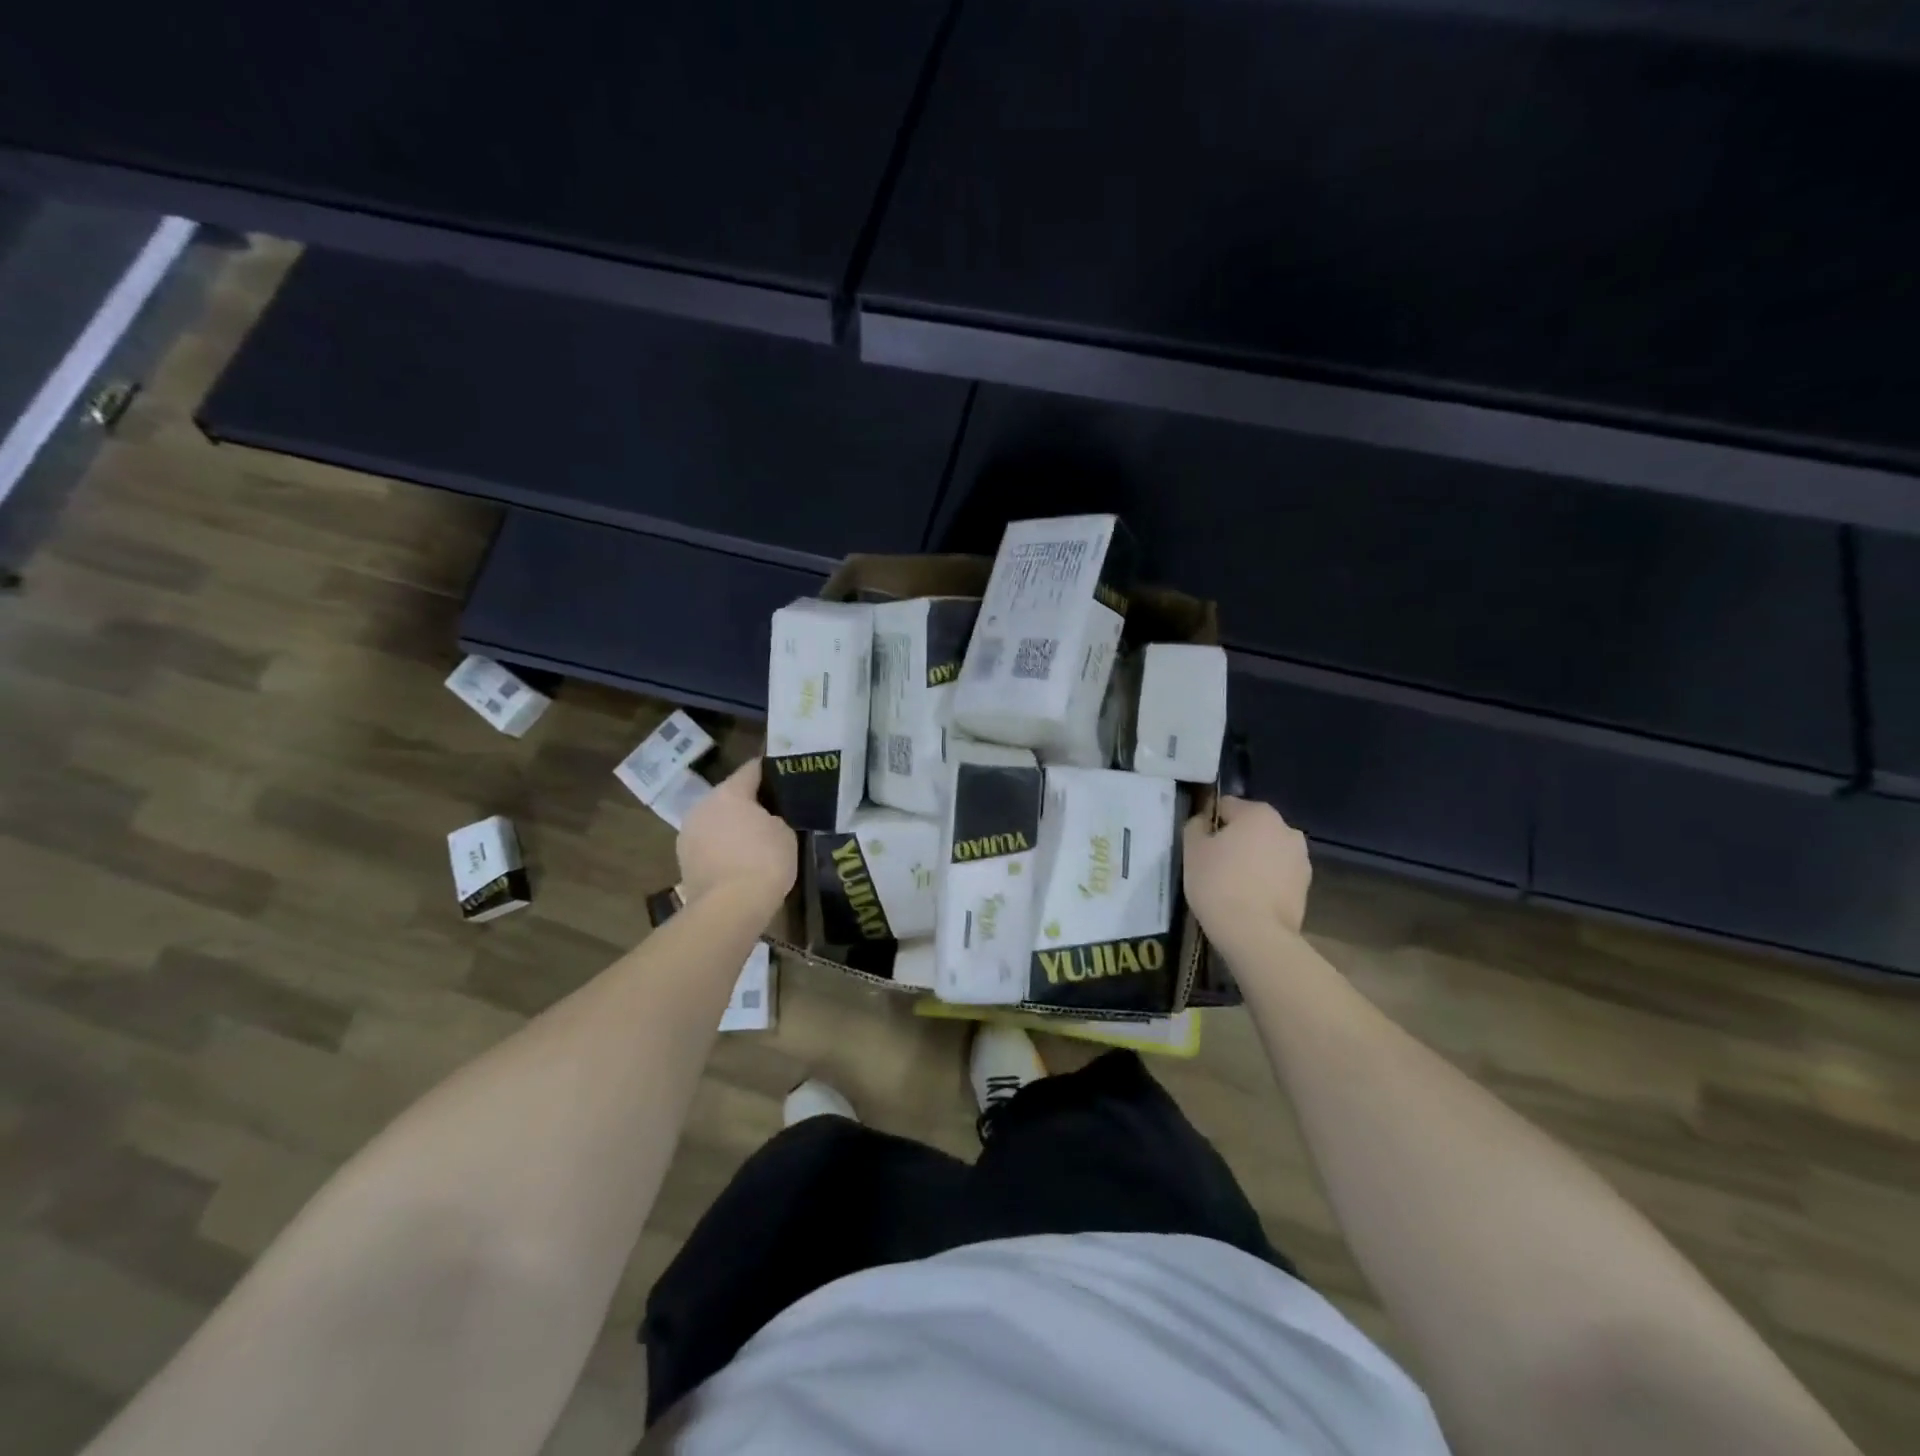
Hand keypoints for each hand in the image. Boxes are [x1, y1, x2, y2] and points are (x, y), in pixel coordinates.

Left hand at [678, 759, 796, 911]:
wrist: (729, 908)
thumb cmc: (764, 861)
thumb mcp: (784, 832)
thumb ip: (774, 818)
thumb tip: (765, 820)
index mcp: (729, 792)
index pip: (751, 770)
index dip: (770, 771)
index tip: (785, 775)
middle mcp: (702, 806)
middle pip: (730, 796)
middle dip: (749, 802)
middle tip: (773, 812)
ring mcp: (688, 834)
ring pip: (715, 821)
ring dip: (732, 826)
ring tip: (755, 840)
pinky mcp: (683, 860)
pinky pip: (708, 844)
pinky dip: (722, 847)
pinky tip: (739, 861)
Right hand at [1183, 796, 1311, 940]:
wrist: (1254, 933)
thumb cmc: (1218, 883)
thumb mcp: (1192, 849)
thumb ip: (1195, 826)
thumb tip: (1203, 822)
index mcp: (1259, 814)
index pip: (1226, 806)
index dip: (1209, 823)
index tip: (1199, 844)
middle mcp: (1286, 829)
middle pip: (1251, 828)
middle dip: (1235, 841)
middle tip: (1214, 865)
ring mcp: (1301, 859)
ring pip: (1267, 852)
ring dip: (1252, 860)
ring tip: (1232, 885)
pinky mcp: (1306, 888)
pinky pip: (1277, 875)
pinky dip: (1265, 881)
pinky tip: (1248, 899)